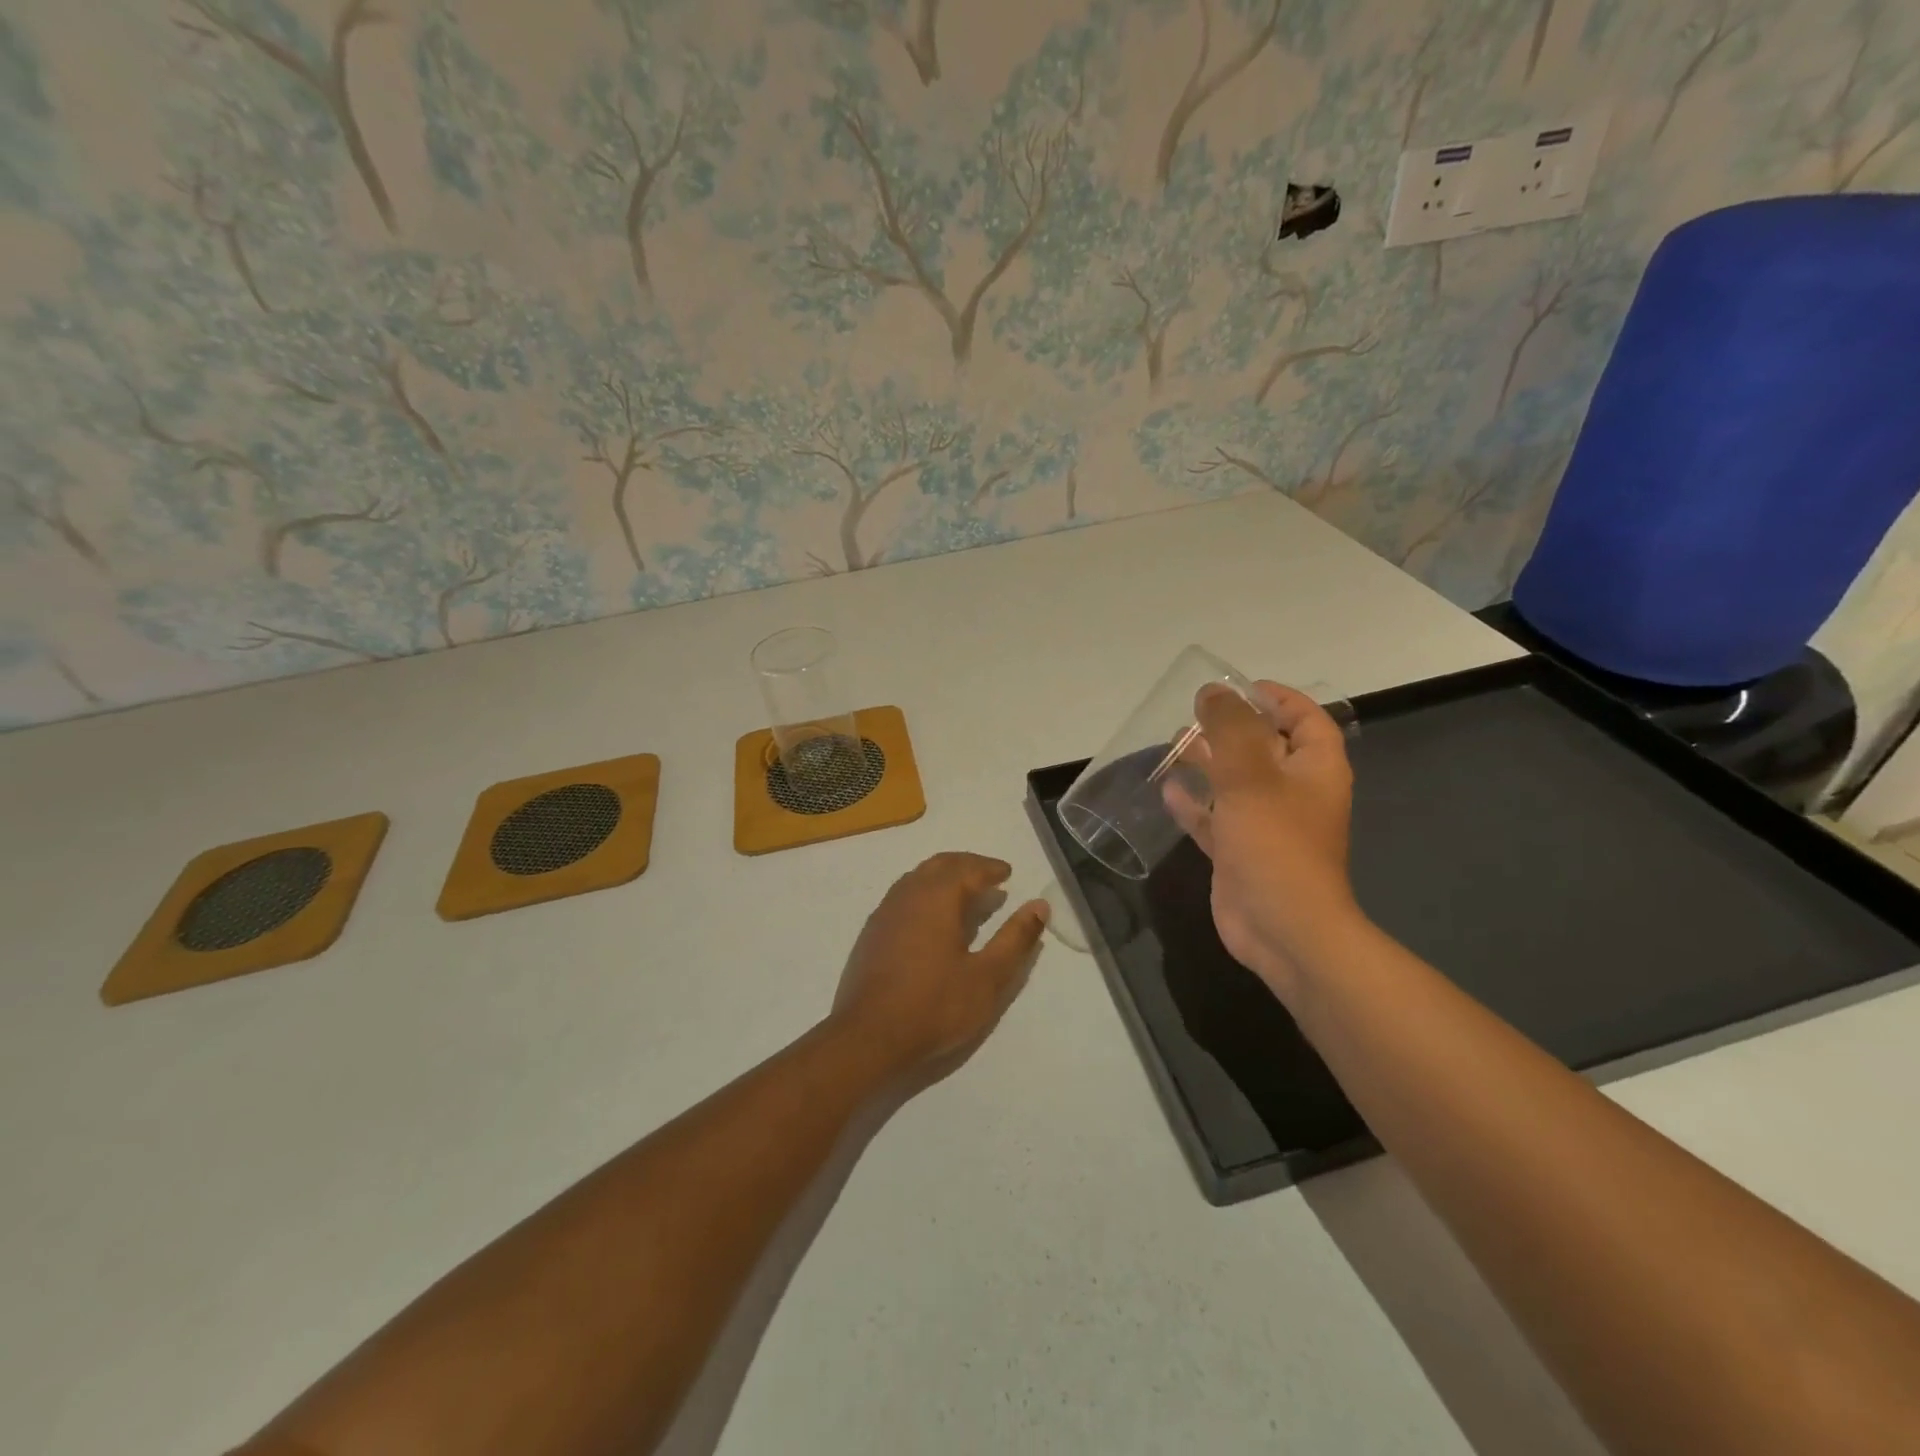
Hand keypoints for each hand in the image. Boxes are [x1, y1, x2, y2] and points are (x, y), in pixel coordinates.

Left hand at [829, 853, 1047, 1085]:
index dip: (990, 868)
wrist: (868, 1037)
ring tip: (964, 892)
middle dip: (967, 865)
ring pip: (918, 877)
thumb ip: (1015, 939)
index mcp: (938, 897)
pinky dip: (924, 892)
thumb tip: (1039, 905)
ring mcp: (885, 912)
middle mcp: (909, 894)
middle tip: (989, 875)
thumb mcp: (987, 977)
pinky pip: (903, 895)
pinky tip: (931, 917)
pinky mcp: (872, 932)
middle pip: (940, 865)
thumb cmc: (935, 1006)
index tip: (1007, 872)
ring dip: (943, 876)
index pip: (968, 869)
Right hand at [1164, 682, 1361, 996]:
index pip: (1304, 718)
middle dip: (1230, 728)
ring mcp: (1267, 824)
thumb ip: (1230, 728)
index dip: (1275, 698)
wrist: (1283, 928)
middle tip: (1192, 716)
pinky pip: (1217, 817)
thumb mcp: (1251, 774)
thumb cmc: (1275, 842)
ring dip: (1208, 763)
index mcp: (1314, 768)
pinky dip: (1195, 803)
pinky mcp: (1241, 851)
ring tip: (1174, 745)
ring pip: (1236, 782)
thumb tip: (1212, 692)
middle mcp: (1295, 792)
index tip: (1235, 687)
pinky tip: (1168, 791)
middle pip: (1265, 747)